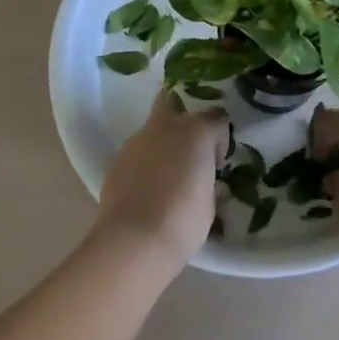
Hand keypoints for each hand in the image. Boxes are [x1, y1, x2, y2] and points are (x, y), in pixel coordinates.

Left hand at [94, 86, 227, 268]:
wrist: (134, 240)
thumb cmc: (184, 221)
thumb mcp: (210, 203)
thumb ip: (211, 182)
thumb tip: (210, 181)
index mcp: (197, 131)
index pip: (217, 117)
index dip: (220, 138)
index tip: (218, 162)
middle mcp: (167, 126)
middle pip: (175, 99)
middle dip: (183, 113)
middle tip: (190, 144)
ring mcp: (138, 140)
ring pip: (154, 127)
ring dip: (163, 141)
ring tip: (167, 173)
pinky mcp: (118, 158)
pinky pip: (138, 151)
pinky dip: (145, 161)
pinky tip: (148, 187)